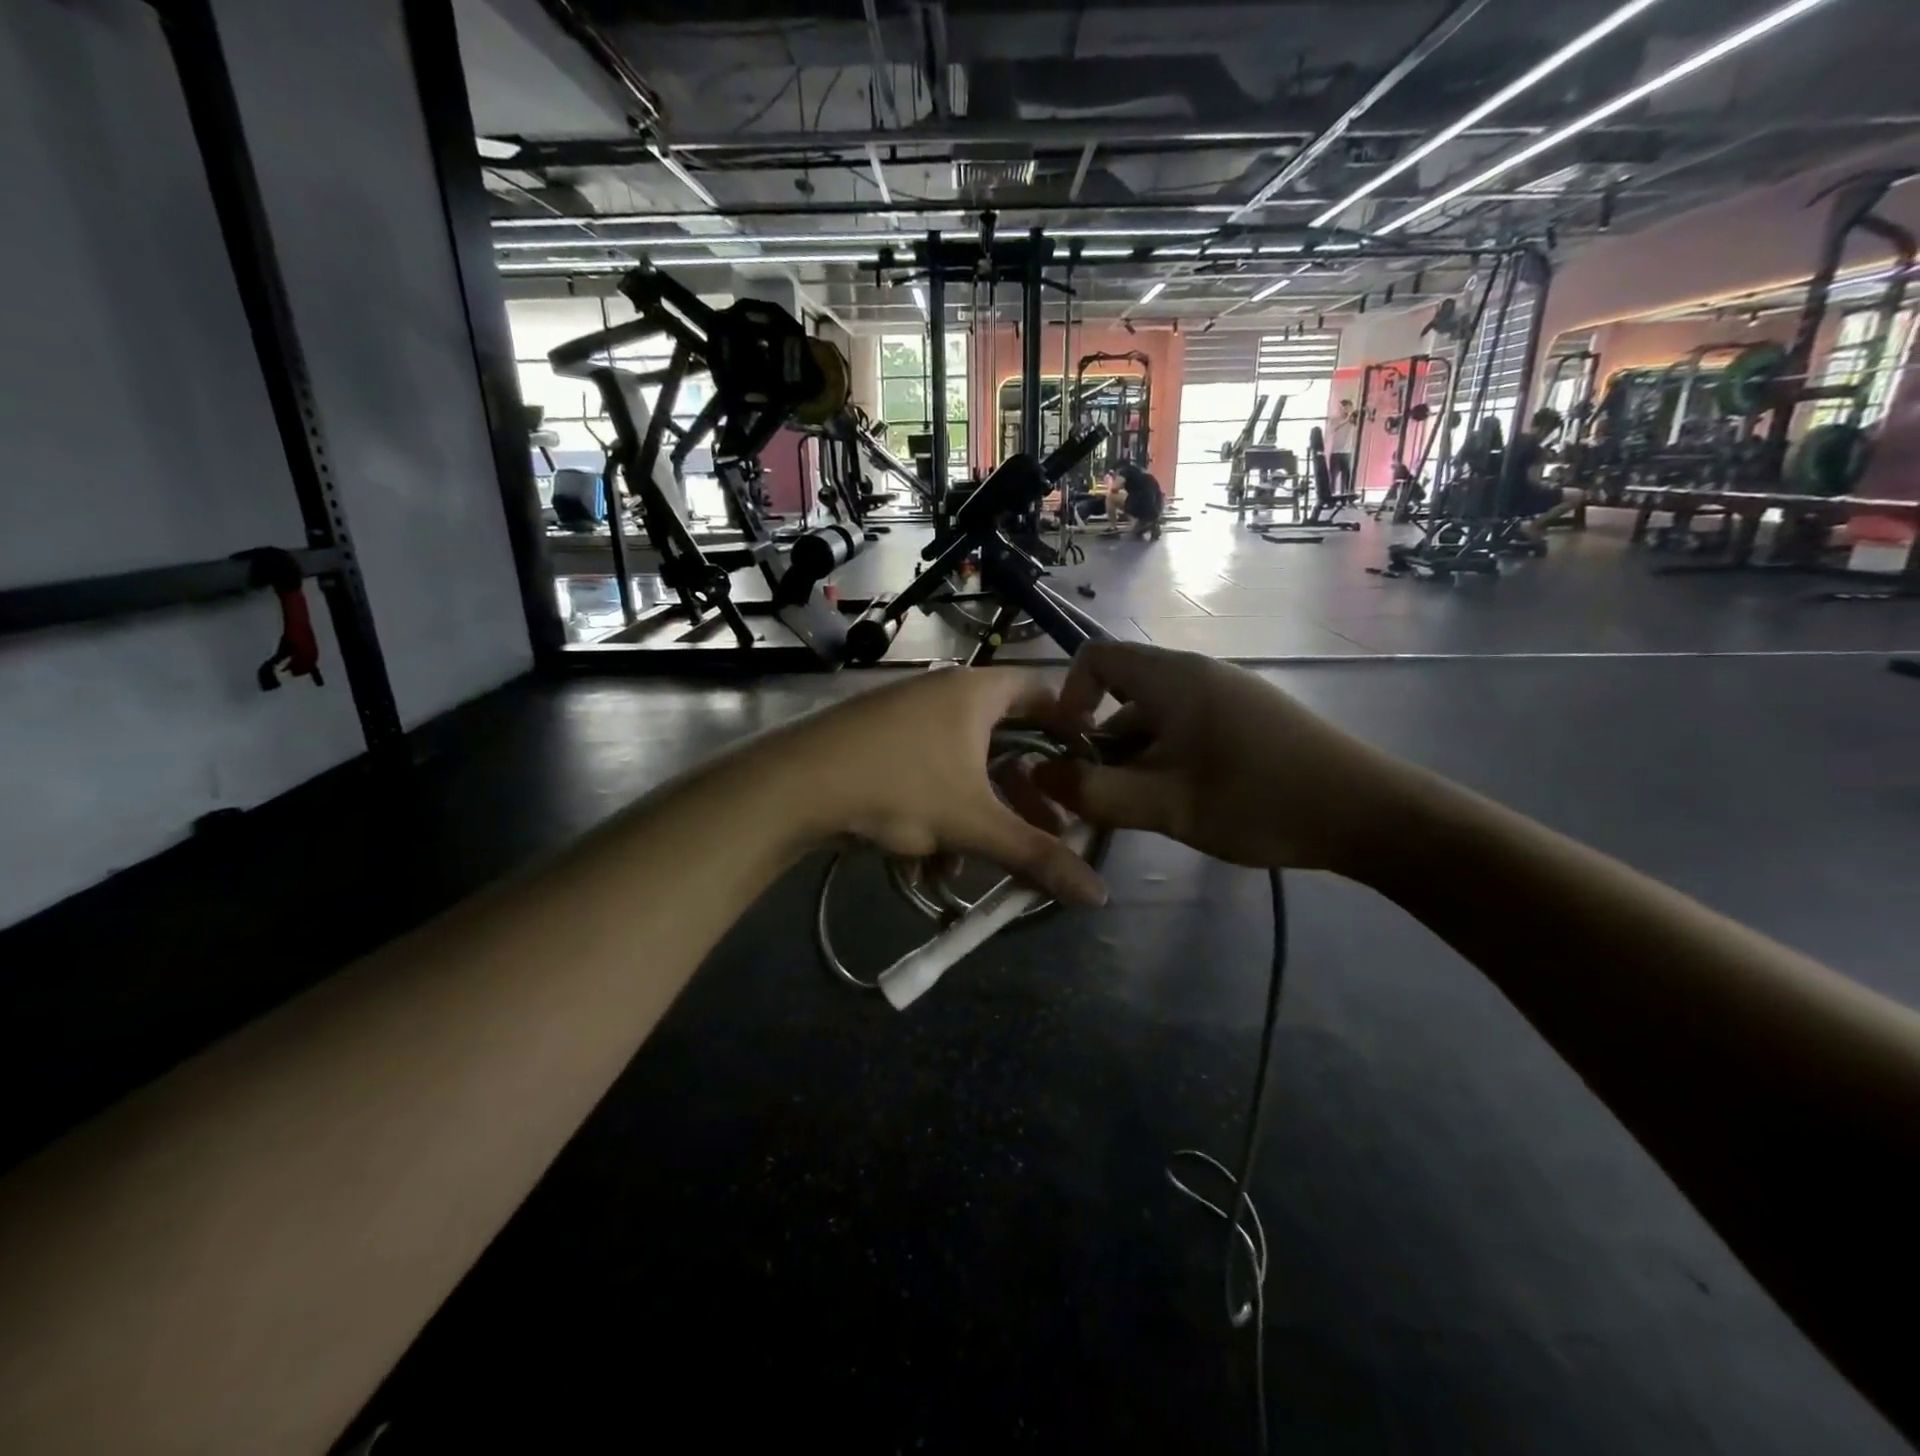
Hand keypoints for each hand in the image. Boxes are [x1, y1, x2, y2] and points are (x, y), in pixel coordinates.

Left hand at [783, 669, 1107, 905]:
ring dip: (977, 809)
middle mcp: (942, 691)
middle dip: (1023, 788)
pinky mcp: (875, 738)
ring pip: (961, 762)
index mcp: (975, 692)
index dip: (1070, 723)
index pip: (1041, 690)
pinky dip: (936, 807)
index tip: (1087, 762)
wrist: (794, 783)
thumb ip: (1036, 856)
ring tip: (982, 856)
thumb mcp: (974, 824)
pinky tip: (927, 858)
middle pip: (1002, 737)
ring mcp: (905, 713)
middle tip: (1045, 825)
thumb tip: (1099, 896)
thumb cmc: (899, 784)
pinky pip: (925, 769)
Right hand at [1036, 643, 1419, 875]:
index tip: (1069, 747)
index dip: (1068, 695)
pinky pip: (1187, 729)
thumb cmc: (1259, 799)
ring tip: (1144, 810)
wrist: (1370, 814)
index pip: (1096, 656)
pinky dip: (1168, 760)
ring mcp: (1227, 696)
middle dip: (1102, 743)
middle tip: (1102, 796)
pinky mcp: (1249, 720)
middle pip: (1124, 693)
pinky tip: (1184, 803)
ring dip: (1136, 758)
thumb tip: (1038, 774)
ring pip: (1156, 718)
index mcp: (1173, 678)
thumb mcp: (1166, 804)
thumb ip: (1094, 791)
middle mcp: (1197, 674)